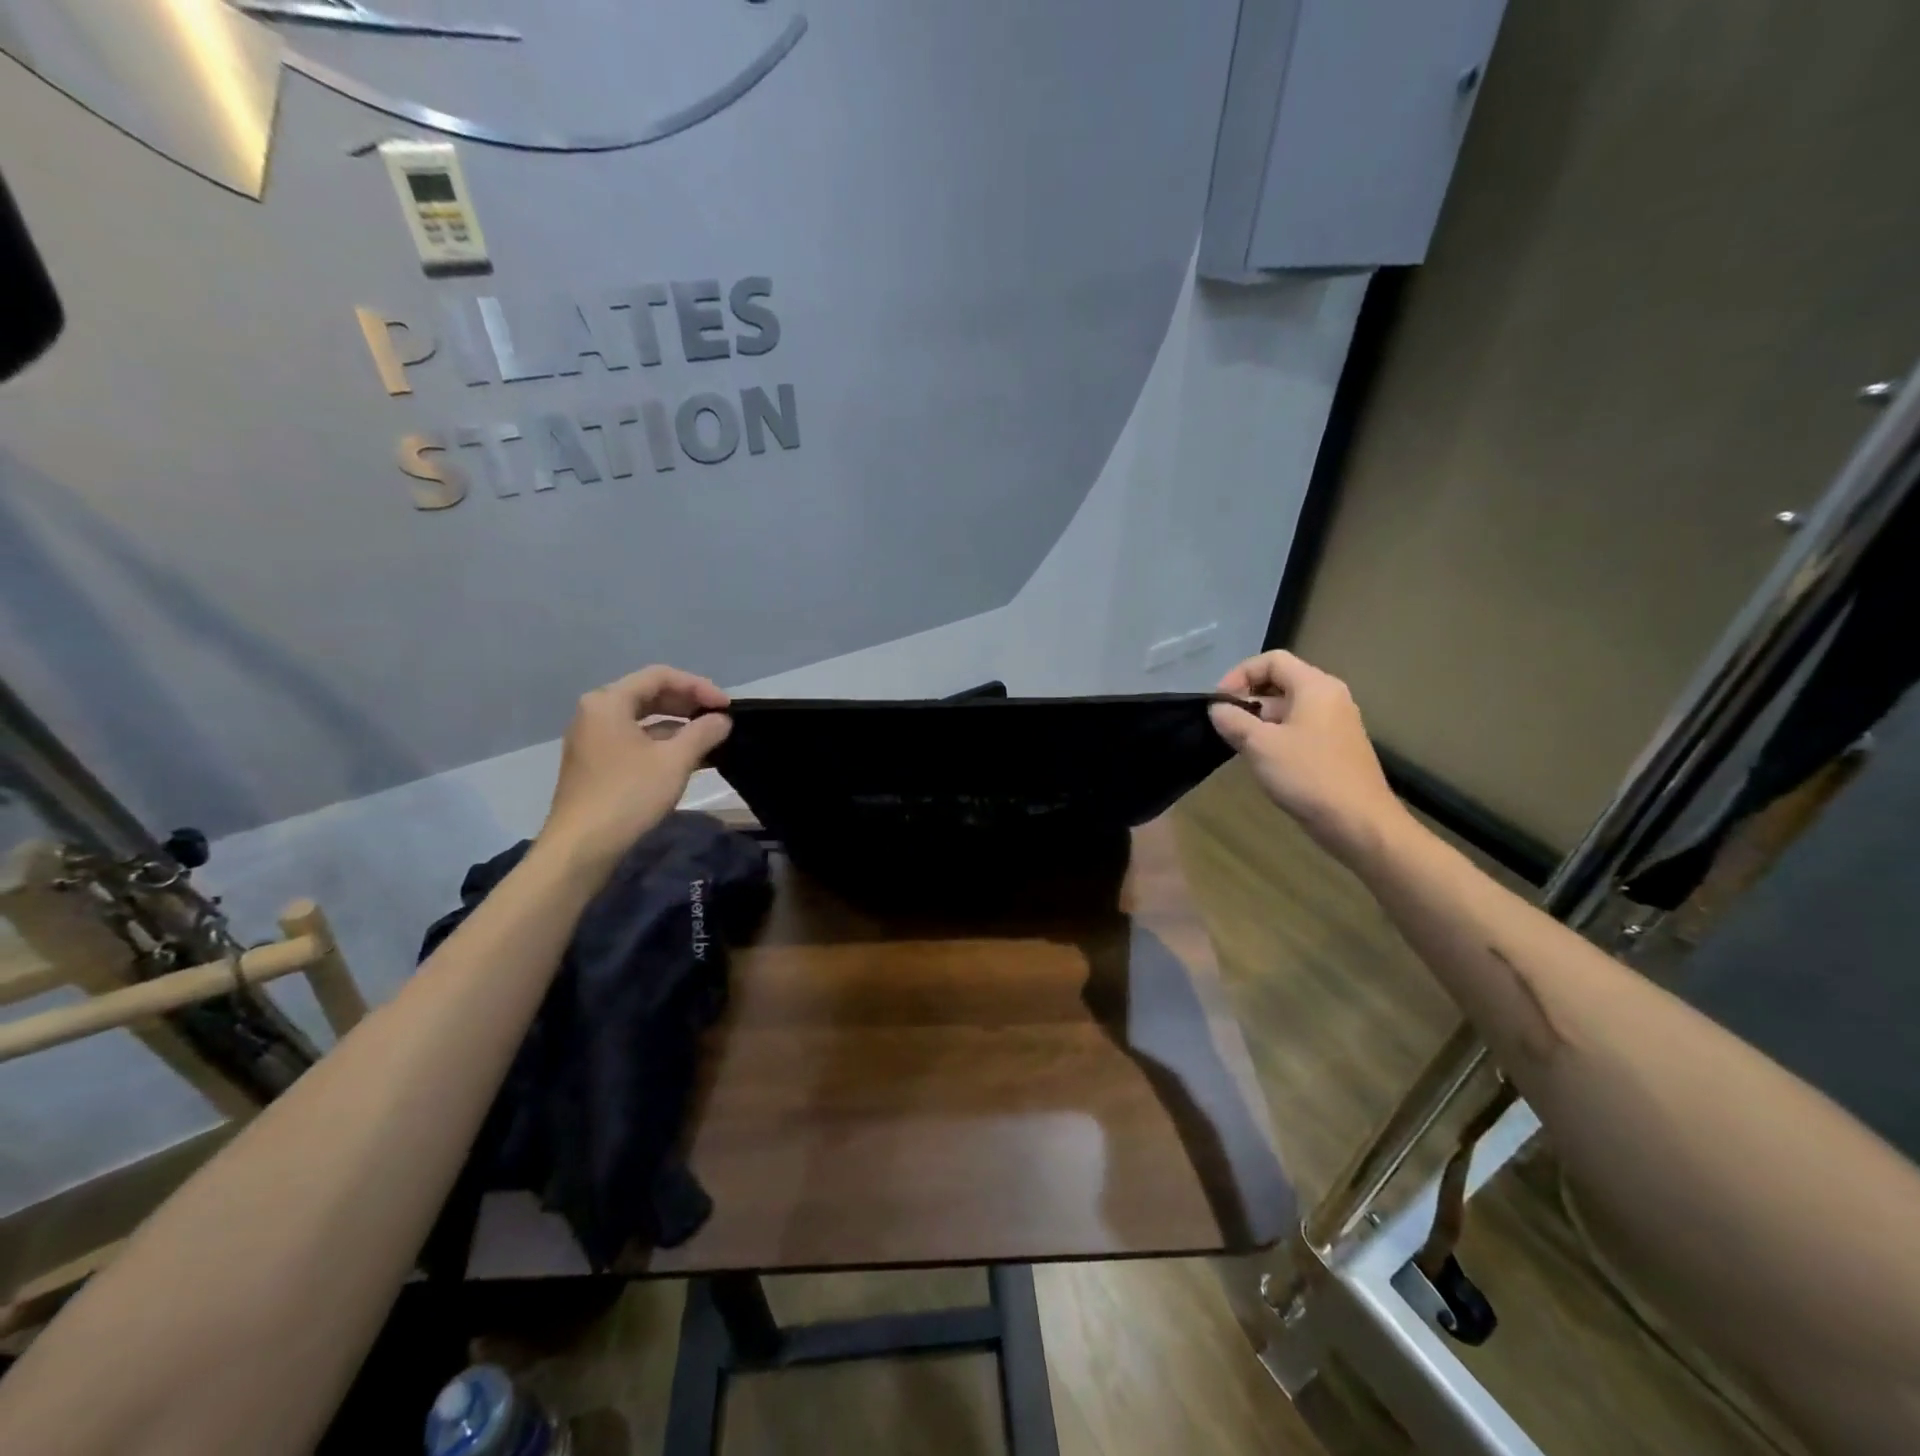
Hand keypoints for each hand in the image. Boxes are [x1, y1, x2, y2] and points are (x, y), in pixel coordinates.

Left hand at [537, 666, 731, 878]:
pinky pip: (636, 740)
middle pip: (650, 694)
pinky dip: (664, 743)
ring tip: (712, 739)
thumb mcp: (674, 761)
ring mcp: (594, 739)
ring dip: (679, 725)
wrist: (582, 847)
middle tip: (721, 719)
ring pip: (644, 719)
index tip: (727, 707)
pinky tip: (691, 758)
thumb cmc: (628, 795)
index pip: (660, 676)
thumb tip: (722, 720)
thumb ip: (703, 733)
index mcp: (609, 702)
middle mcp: (596, 713)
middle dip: (689, 704)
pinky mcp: (597, 763)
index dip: (698, 686)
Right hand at [1208, 651, 1408, 863]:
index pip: (1272, 660)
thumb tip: (1216, 708)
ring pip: (1288, 708)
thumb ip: (1233, 720)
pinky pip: (1299, 728)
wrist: (1358, 822)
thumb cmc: (1308, 775)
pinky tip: (1261, 759)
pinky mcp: (1335, 747)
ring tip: (1237, 744)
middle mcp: (1329, 697)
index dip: (1240, 674)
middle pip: (1280, 682)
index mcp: (1315, 686)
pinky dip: (1276, 736)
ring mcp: (1335, 723)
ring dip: (1259, 720)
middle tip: (1224, 724)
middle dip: (1248, 699)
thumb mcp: (1260, 745)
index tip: (1219, 702)